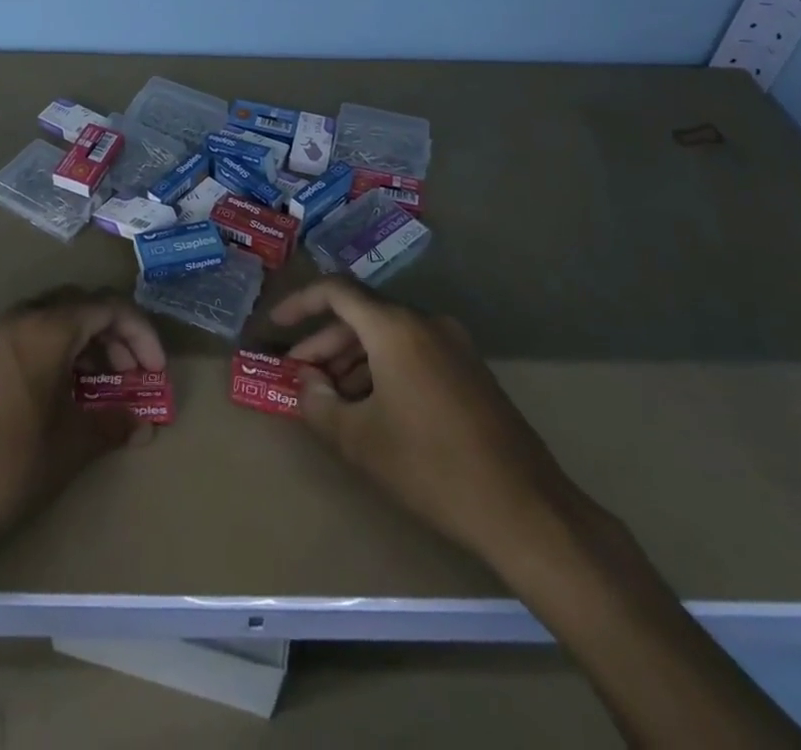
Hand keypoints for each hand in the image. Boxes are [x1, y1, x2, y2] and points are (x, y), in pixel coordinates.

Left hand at [0, 286, 166, 558]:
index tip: (155, 371)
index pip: (108, 308)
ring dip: (89, 344)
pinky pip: (33, 336)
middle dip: (116, 336)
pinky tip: (70, 391)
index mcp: (45, 329)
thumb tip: (146, 425)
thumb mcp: (73, 444)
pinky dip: (61, 352)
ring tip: (107, 386)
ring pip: (57, 320)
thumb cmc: (12, 468)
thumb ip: (115, 423)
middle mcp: (20, 318)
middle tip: (134, 375)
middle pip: (82, 306)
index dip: (141, 335)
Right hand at [273, 275, 574, 561]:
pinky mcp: (469, 370)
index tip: (275, 327)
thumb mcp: (360, 441)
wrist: (525, 509)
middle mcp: (426, 322)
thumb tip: (306, 384)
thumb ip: (319, 405)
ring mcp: (453, 344)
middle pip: (362, 316)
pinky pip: (413, 352)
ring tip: (330, 398)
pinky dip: (383, 368)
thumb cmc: (432, 468)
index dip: (300, 304)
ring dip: (353, 359)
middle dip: (324, 343)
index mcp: (396, 328)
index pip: (336, 291)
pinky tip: (371, 407)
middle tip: (299, 376)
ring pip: (388, 336)